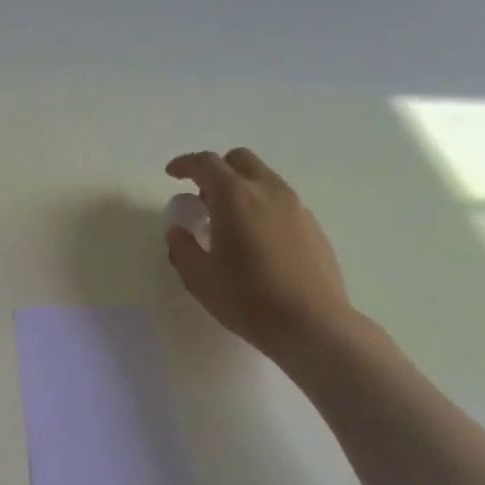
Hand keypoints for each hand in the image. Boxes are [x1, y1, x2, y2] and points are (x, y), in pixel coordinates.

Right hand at [164, 148, 355, 363]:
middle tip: (201, 197)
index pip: (206, 164)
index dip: (185, 164)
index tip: (172, 173)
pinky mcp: (312, 225)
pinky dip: (261, 205)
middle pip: (240, 160)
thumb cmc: (247, 298)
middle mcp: (267, 191)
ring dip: (241, 187)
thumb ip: (182, 248)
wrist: (311, 324)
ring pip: (263, 178)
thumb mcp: (199, 278)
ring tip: (228, 221)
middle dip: (216, 169)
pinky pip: (280, 200)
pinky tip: (255, 239)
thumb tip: (178, 231)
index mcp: (234, 197)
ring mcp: (295, 206)